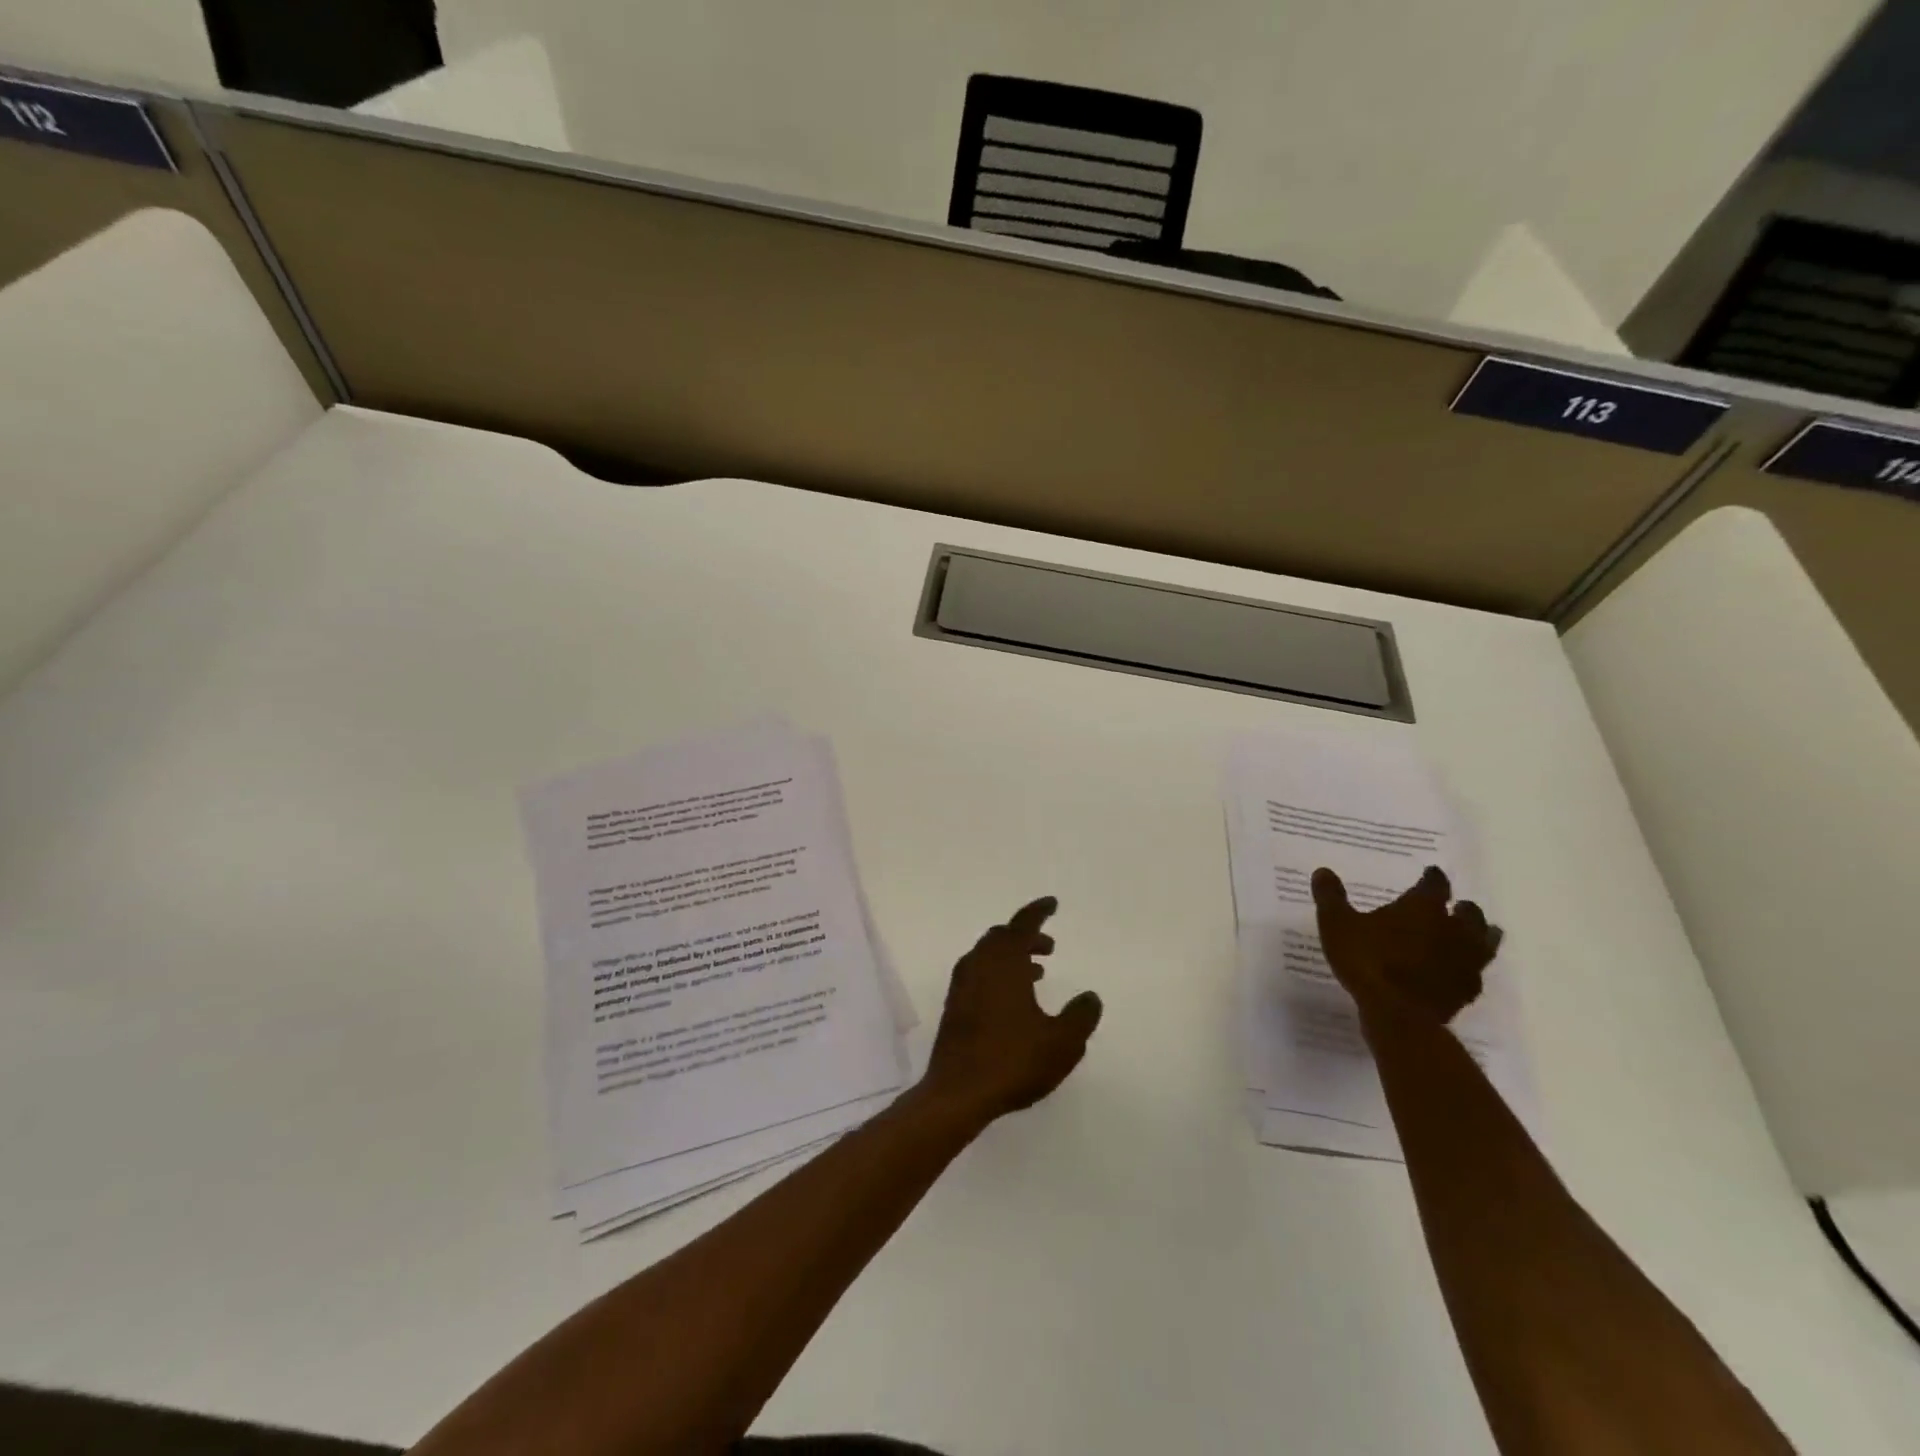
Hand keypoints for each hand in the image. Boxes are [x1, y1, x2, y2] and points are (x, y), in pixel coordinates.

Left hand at [921, 896, 1102, 1123]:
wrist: (958, 1093)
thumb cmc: (1013, 1060)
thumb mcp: (1062, 1042)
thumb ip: (1081, 1016)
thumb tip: (1090, 997)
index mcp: (1004, 962)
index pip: (1022, 924)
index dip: (1038, 911)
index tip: (1052, 904)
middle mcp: (979, 965)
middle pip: (1002, 937)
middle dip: (1026, 937)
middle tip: (1049, 947)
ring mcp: (962, 986)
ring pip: (988, 956)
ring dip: (1012, 957)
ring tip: (1036, 973)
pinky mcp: (954, 1007)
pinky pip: (979, 974)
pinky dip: (998, 974)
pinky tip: (1012, 1000)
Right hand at [1311, 865, 1501, 1024]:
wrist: (1397, 1014)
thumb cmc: (1366, 960)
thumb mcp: (1336, 924)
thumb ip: (1330, 897)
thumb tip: (1323, 871)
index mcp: (1424, 908)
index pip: (1435, 884)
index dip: (1432, 877)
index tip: (1430, 873)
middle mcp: (1452, 929)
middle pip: (1469, 912)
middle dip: (1462, 907)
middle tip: (1453, 906)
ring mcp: (1465, 961)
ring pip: (1485, 941)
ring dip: (1479, 935)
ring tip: (1473, 934)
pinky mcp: (1466, 990)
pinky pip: (1475, 973)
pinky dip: (1470, 968)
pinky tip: (1459, 971)